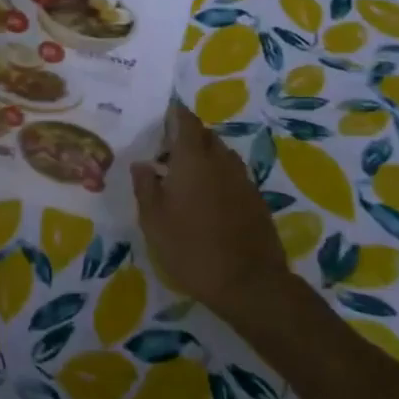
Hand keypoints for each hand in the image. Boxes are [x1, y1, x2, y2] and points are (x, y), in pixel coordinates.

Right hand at [133, 103, 291, 328]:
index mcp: (193, 159)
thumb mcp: (154, 221)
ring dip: (205, 157)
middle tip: (168, 152)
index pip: (186, 121)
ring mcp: (242, 180)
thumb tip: (142, 164)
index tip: (163, 117)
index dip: (175, 114)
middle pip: (205, 136)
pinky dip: (220, 177)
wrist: (250, 284)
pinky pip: (234, 176)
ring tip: (187, 177)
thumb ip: (145, 186)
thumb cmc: (192, 248)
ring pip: (222, 155)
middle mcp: (220, 160)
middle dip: (188, 136)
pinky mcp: (256, 200)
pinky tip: (209, 200)